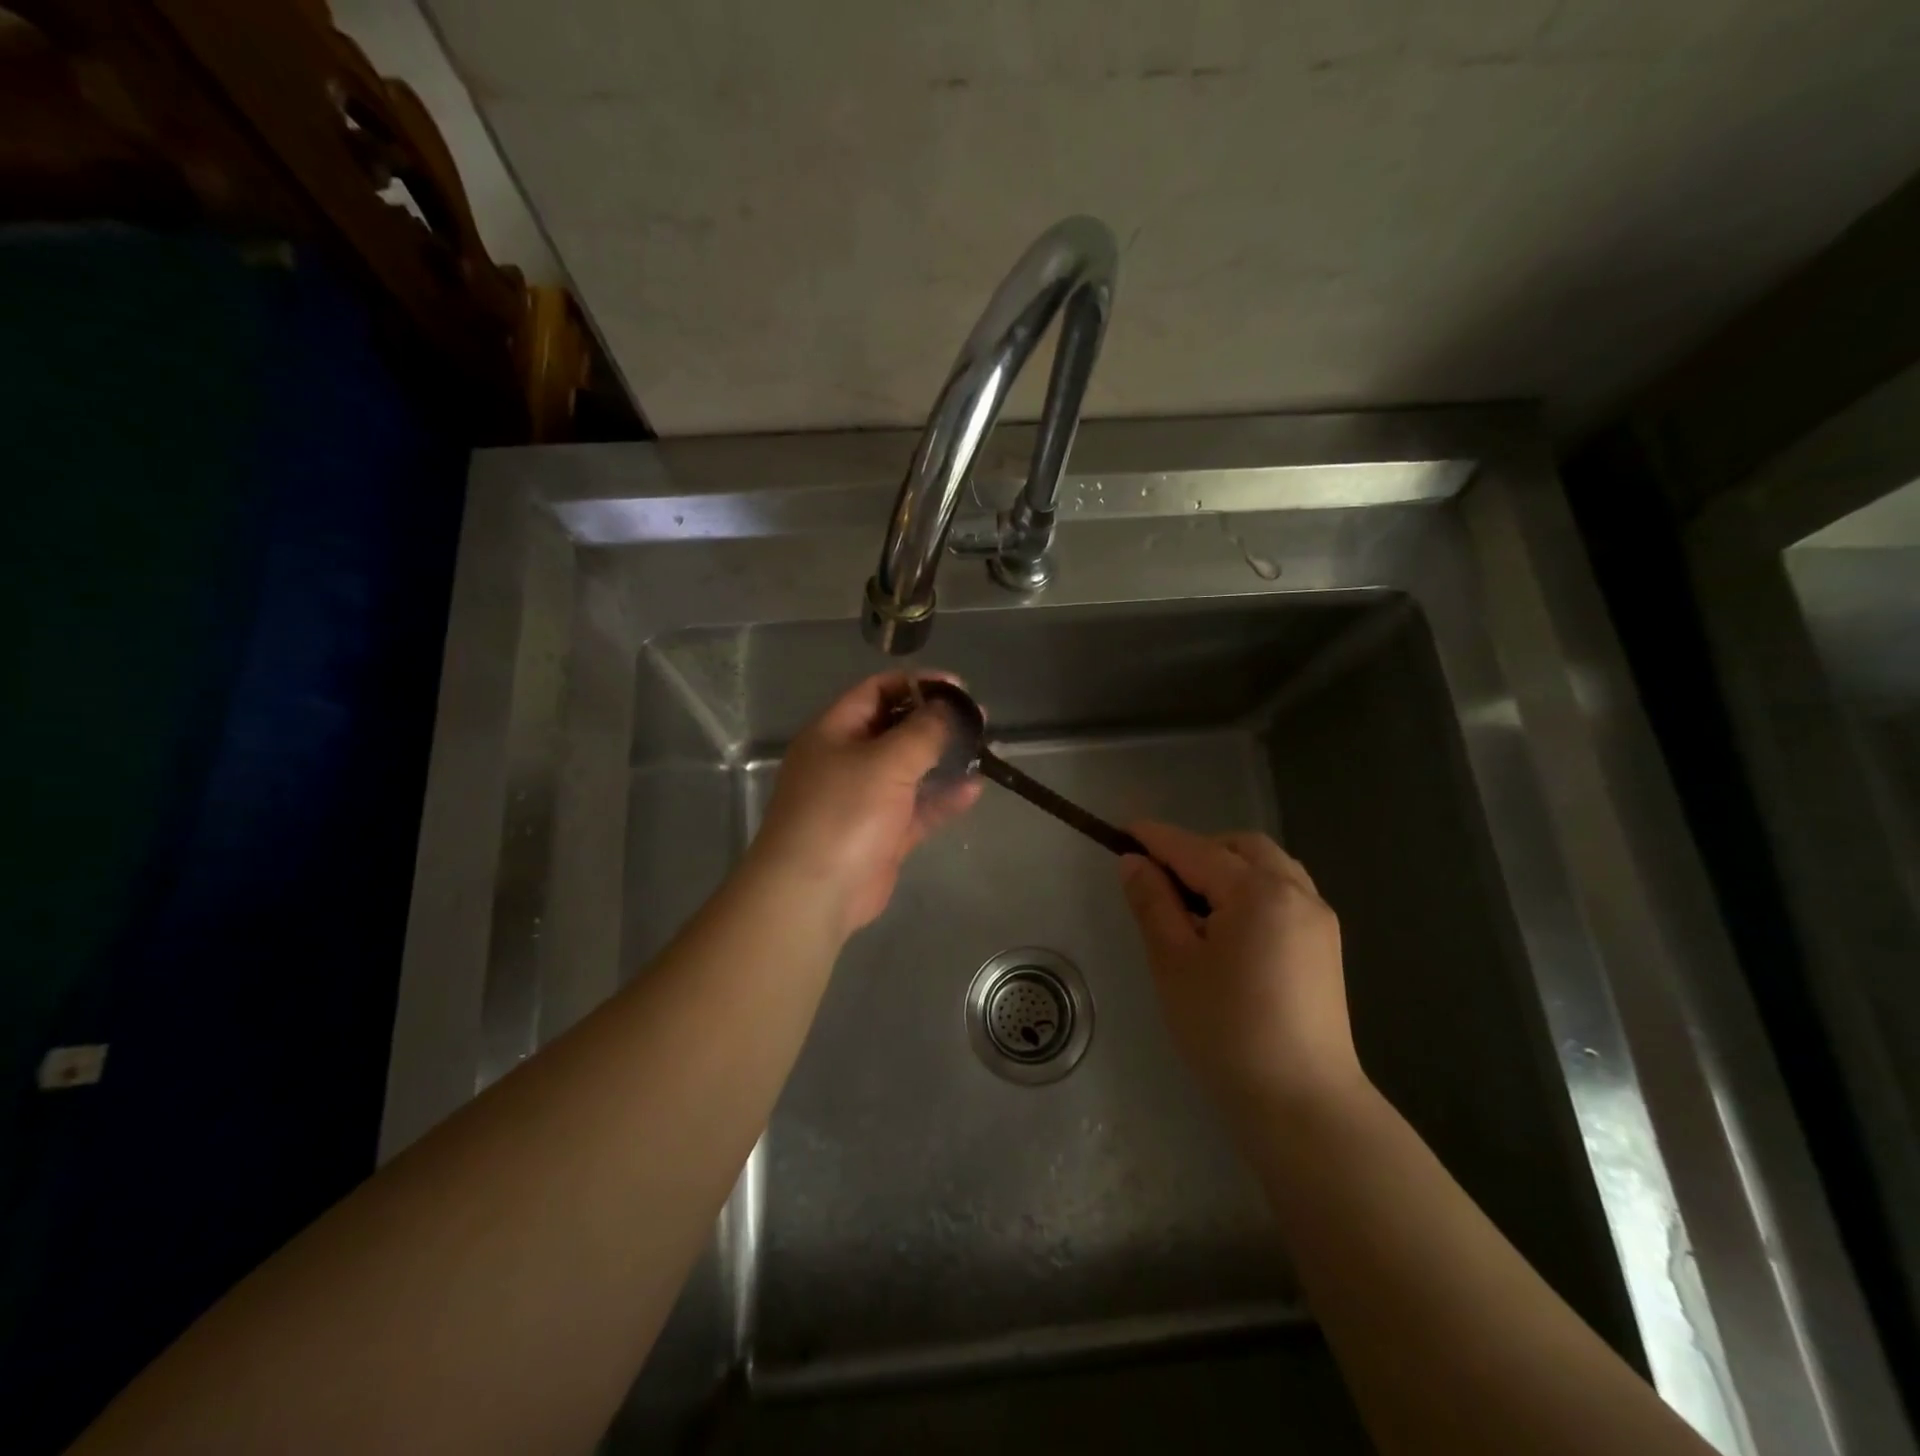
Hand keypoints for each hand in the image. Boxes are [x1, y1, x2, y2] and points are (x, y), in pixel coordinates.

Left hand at [750, 672, 981, 937]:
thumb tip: (948, 706)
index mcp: (834, 732)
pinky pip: (916, 808)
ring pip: (909, 770)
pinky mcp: (881, 834)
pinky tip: (974, 789)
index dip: (917, 684)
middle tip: (978, 718)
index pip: (876, 691)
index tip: (959, 687)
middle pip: (895, 729)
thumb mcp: (885, 761)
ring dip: (943, 759)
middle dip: (935, 722)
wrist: (814, 893)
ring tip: (983, 748)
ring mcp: (864, 799)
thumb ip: (922, 730)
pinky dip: (942, 798)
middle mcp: (846, 760)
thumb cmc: (844, 812)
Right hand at [1119, 821, 1363, 1121]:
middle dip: (1198, 849)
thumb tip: (1134, 862)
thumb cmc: (1226, 1031)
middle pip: (1240, 847)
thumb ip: (1153, 903)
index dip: (1156, 838)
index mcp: (1258, 892)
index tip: (1123, 830)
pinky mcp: (1325, 945)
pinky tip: (1231, 926)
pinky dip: (1252, 889)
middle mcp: (1296, 892)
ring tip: (1195, 905)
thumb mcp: (1173, 962)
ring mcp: (1318, 918)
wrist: (1302, 1104)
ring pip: (1268, 866)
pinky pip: (1284, 892)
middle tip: (1161, 880)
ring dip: (1228, 867)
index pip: (1195, 850)